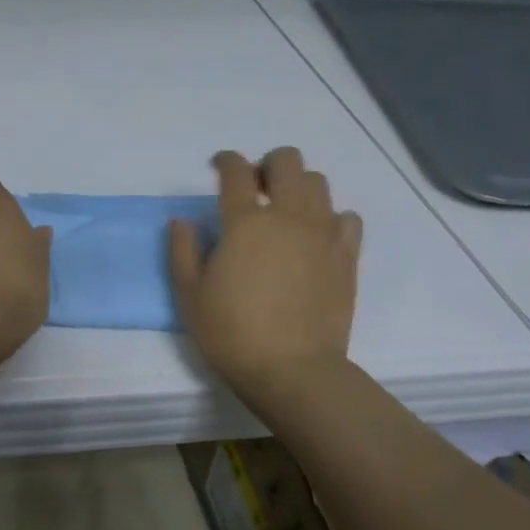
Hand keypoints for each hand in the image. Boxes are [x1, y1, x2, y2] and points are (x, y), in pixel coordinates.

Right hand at [169, 148, 362, 402]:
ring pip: (319, 183)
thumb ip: (182, 251)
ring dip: (298, 186)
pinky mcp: (347, 256)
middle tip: (255, 185)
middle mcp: (288, 216)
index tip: (219, 165)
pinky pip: (345, 217)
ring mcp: (323, 234)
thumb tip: (183, 222)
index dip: (226, 160)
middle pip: (288, 161)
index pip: (236, 171)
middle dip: (268, 163)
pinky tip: (315, 236)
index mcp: (245, 222)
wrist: (292, 369)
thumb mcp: (189, 294)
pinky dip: (329, 217)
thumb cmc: (231, 332)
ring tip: (285, 210)